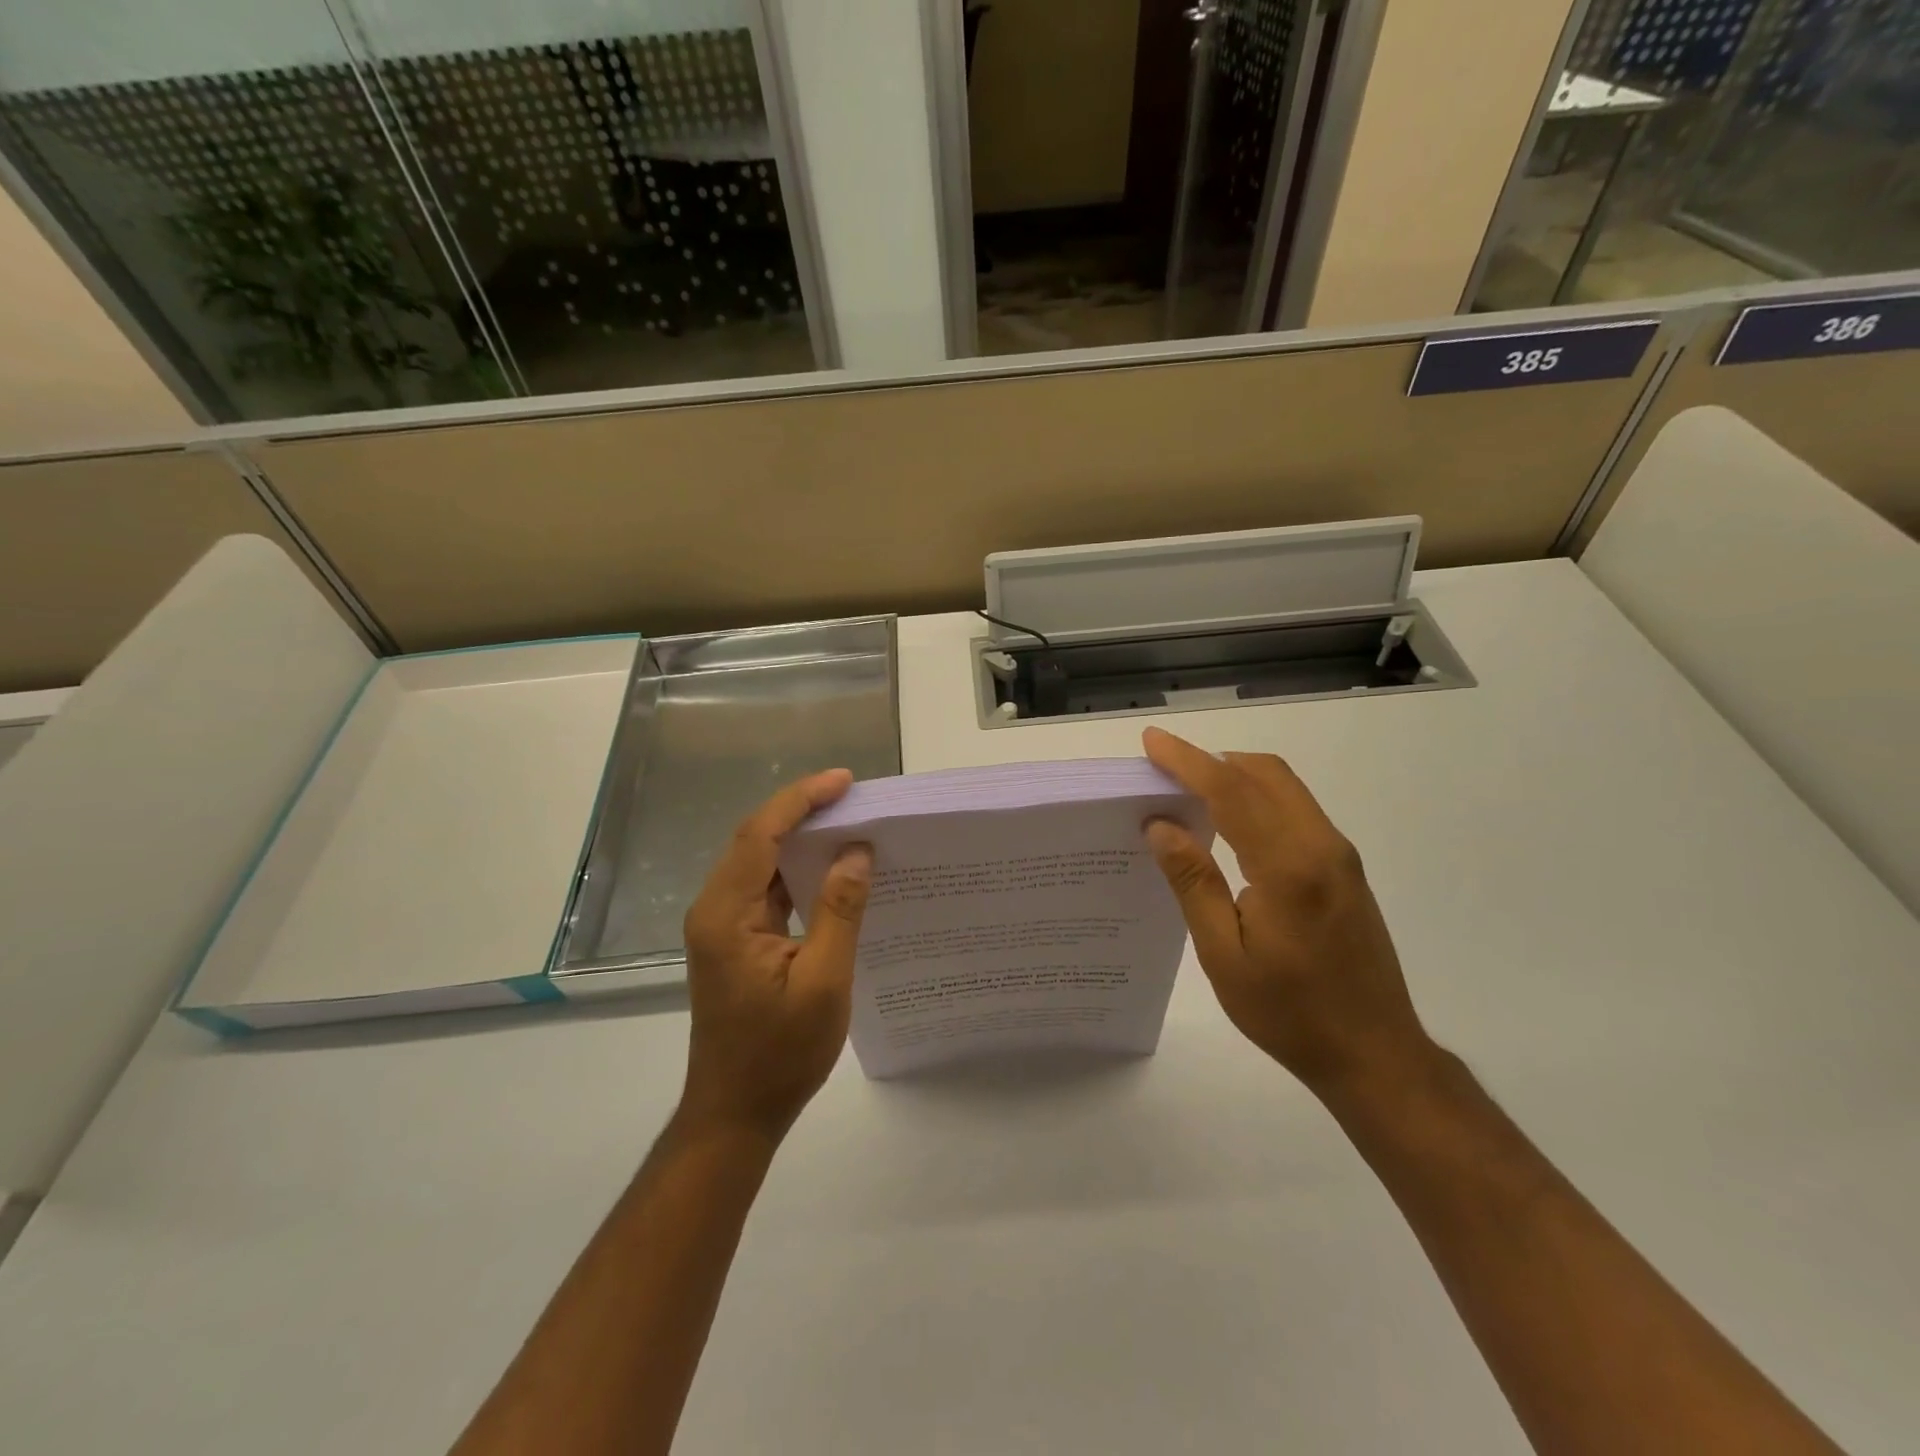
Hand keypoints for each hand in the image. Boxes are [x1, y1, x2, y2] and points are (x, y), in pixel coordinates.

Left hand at [679, 770, 872, 1140]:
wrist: (735, 1113)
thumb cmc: (779, 1053)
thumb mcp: (823, 981)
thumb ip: (839, 911)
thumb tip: (857, 852)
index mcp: (726, 914)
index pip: (760, 834)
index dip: (801, 800)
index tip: (844, 781)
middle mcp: (716, 910)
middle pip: (756, 840)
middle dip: (803, 811)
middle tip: (854, 796)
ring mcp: (723, 926)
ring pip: (761, 862)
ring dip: (801, 838)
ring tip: (849, 821)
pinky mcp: (736, 941)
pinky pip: (767, 888)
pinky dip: (798, 870)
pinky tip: (832, 868)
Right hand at [1141, 726, 1433, 1097]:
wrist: (1376, 1054)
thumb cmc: (1289, 1012)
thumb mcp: (1224, 954)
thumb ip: (1193, 882)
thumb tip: (1160, 825)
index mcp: (1288, 866)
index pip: (1230, 791)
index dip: (1187, 761)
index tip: (1152, 741)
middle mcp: (1321, 846)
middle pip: (1264, 774)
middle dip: (1211, 760)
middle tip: (1163, 767)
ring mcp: (1340, 856)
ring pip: (1284, 788)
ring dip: (1236, 776)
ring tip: (1188, 789)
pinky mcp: (1345, 869)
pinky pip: (1296, 810)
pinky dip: (1258, 798)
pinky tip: (1229, 823)